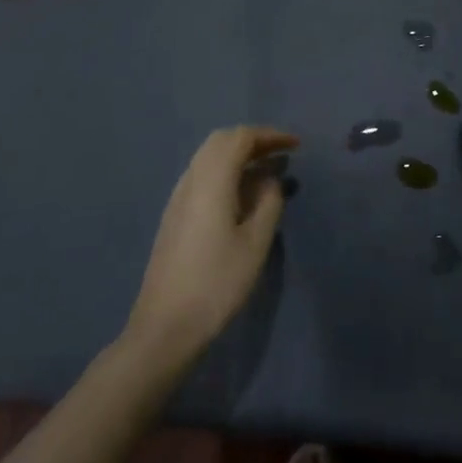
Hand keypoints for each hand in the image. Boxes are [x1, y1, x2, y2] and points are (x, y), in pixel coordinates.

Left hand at [126, 127, 297, 367]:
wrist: (165, 326)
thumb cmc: (217, 283)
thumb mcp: (255, 243)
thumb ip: (269, 203)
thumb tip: (272, 180)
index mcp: (211, 181)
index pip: (240, 138)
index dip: (270, 135)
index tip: (296, 145)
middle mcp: (191, 180)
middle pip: (221, 141)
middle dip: (253, 141)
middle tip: (282, 153)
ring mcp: (178, 198)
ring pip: (208, 158)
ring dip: (238, 155)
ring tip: (267, 172)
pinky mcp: (174, 216)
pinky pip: (202, 176)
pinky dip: (226, 172)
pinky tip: (242, 195)